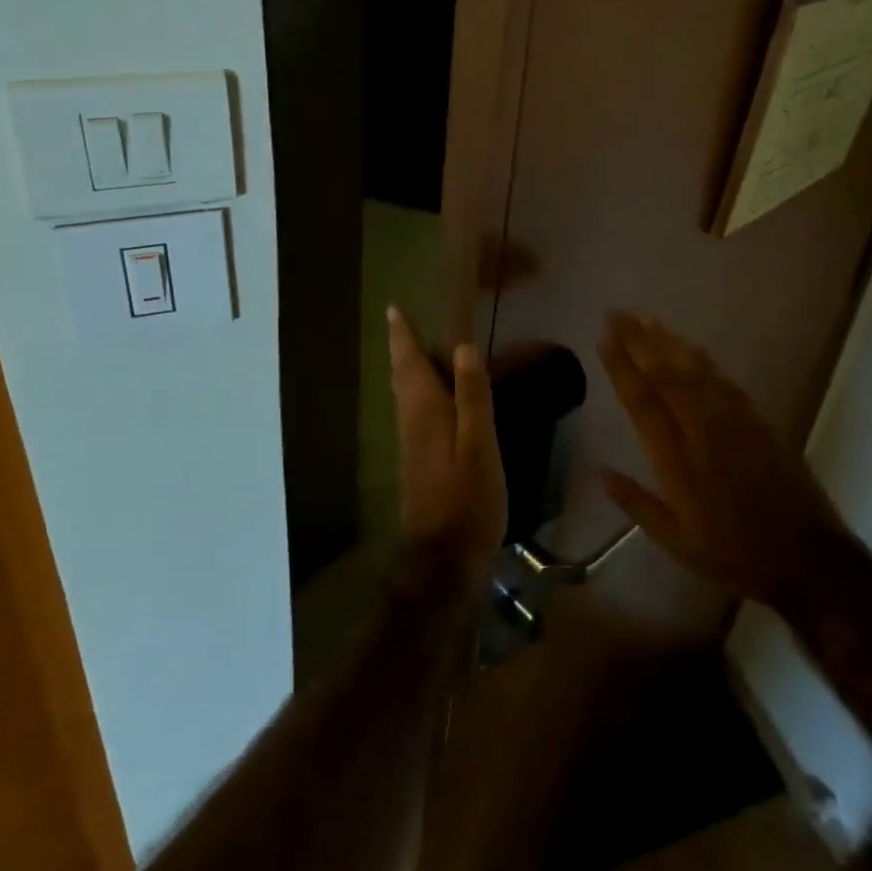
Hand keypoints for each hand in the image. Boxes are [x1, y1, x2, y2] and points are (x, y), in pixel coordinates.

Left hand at [387, 306, 507, 594]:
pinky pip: (414, 413)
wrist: (443, 560)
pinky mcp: (419, 463)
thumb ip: (471, 397)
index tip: (393, 310)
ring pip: (405, 396)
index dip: (402, 336)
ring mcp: (412, 446)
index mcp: (425, 412)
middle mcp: (411, 423)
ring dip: (407, 369)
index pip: (409, 364)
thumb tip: (462, 347)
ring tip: (414, 351)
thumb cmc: (467, 500)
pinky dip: (418, 393)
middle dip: (401, 349)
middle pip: (402, 377)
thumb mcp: (479, 445)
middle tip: (400, 324)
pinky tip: (431, 400)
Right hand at [598, 312, 844, 603]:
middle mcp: (703, 430)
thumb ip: (636, 503)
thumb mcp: (675, 541)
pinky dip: (701, 359)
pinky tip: (689, 347)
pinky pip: (722, 380)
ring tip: (647, 319)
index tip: (605, 337)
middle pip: (666, 374)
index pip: (642, 401)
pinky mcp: (757, 421)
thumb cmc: (733, 553)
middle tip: (618, 313)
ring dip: (668, 341)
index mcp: (677, 459)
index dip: (622, 366)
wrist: (806, 558)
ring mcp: (734, 422)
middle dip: (639, 341)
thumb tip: (600, 473)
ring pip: (695, 370)